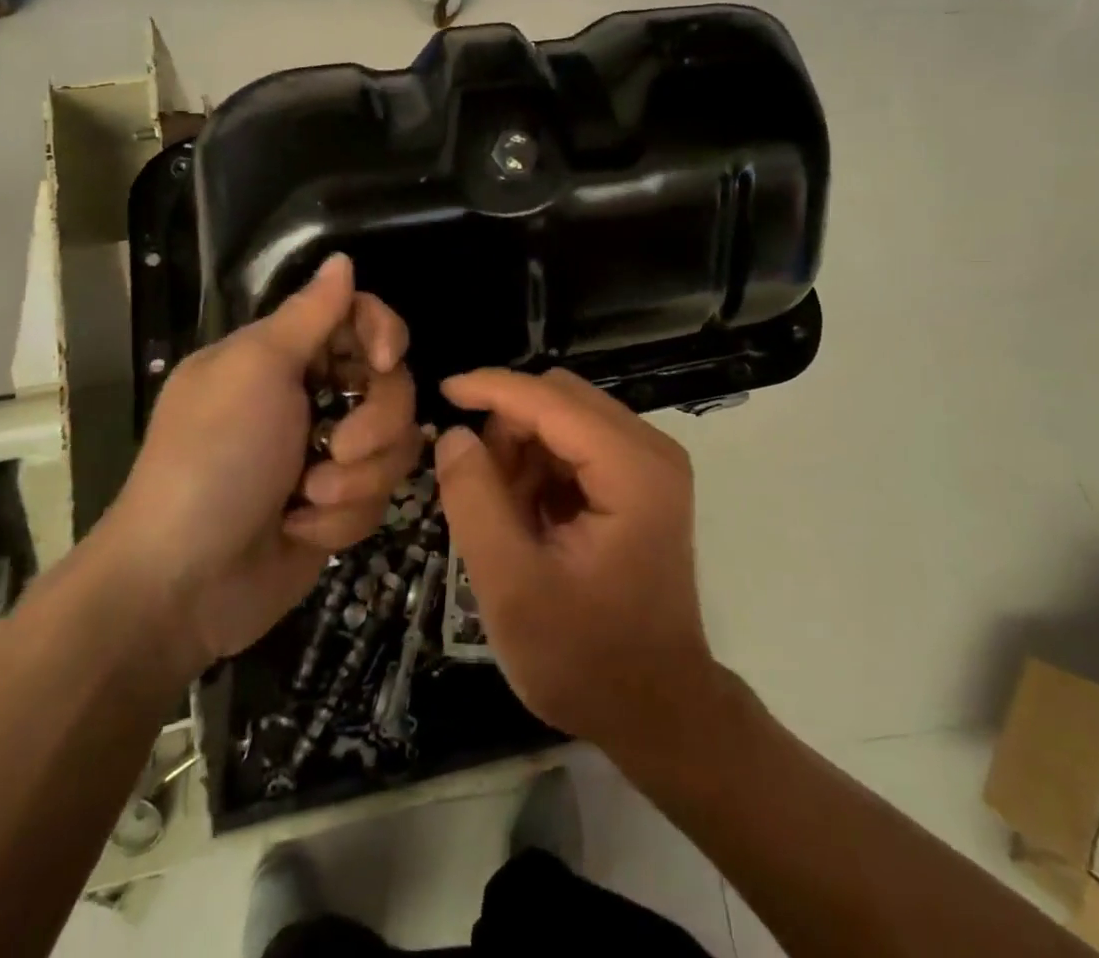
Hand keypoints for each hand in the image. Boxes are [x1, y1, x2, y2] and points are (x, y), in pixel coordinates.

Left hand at [98, 254, 421, 674]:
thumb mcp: (254, 372)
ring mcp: (328, 455)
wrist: (181, 586)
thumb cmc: (212, 461)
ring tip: (306, 500)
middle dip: (372, 423)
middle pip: (392, 385)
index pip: (359, 319)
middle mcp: (312, 398)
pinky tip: (300, 530)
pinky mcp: (340, 506)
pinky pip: (378, 496)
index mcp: (283, 357)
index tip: (383, 361)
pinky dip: (341, 517)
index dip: (384, 333)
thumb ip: (308, 315)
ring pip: (395, 444)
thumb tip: (342, 259)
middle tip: (334, 448)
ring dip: (355, 478)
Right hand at [433, 368, 719, 756]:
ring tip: (503, 514)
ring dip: (523, 450)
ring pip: (566, 418)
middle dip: (508, 428)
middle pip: (562, 399)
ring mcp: (650, 464)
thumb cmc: (586, 657)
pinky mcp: (642, 481)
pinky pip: (578, 445)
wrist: (657, 710)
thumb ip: (475, 500)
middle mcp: (650, 450)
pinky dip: (542, 468)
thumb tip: (455, 435)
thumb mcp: (511, 585)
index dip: (492, 388)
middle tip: (477, 486)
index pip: (552, 400)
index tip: (441, 391)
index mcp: (633, 469)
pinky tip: (528, 517)